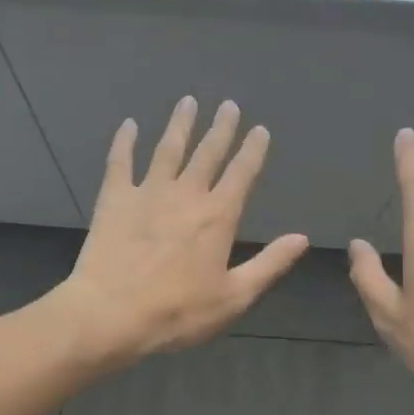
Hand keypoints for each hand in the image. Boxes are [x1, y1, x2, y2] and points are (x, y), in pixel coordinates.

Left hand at [59, 97, 308, 364]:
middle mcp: (186, 194)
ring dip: (180, 124)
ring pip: (168, 149)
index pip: (242, 174)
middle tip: (228, 105)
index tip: (259, 130)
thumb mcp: (234, 297)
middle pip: (207, 153)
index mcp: (218, 216)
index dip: (253, 150)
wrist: (111, 313)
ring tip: (188, 102)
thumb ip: (269, 264)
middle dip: (221, 128)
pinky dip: (124, 142)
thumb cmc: (178, 312)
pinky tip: (129, 125)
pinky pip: (120, 162)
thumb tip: (302, 238)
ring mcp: (147, 192)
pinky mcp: (114, 199)